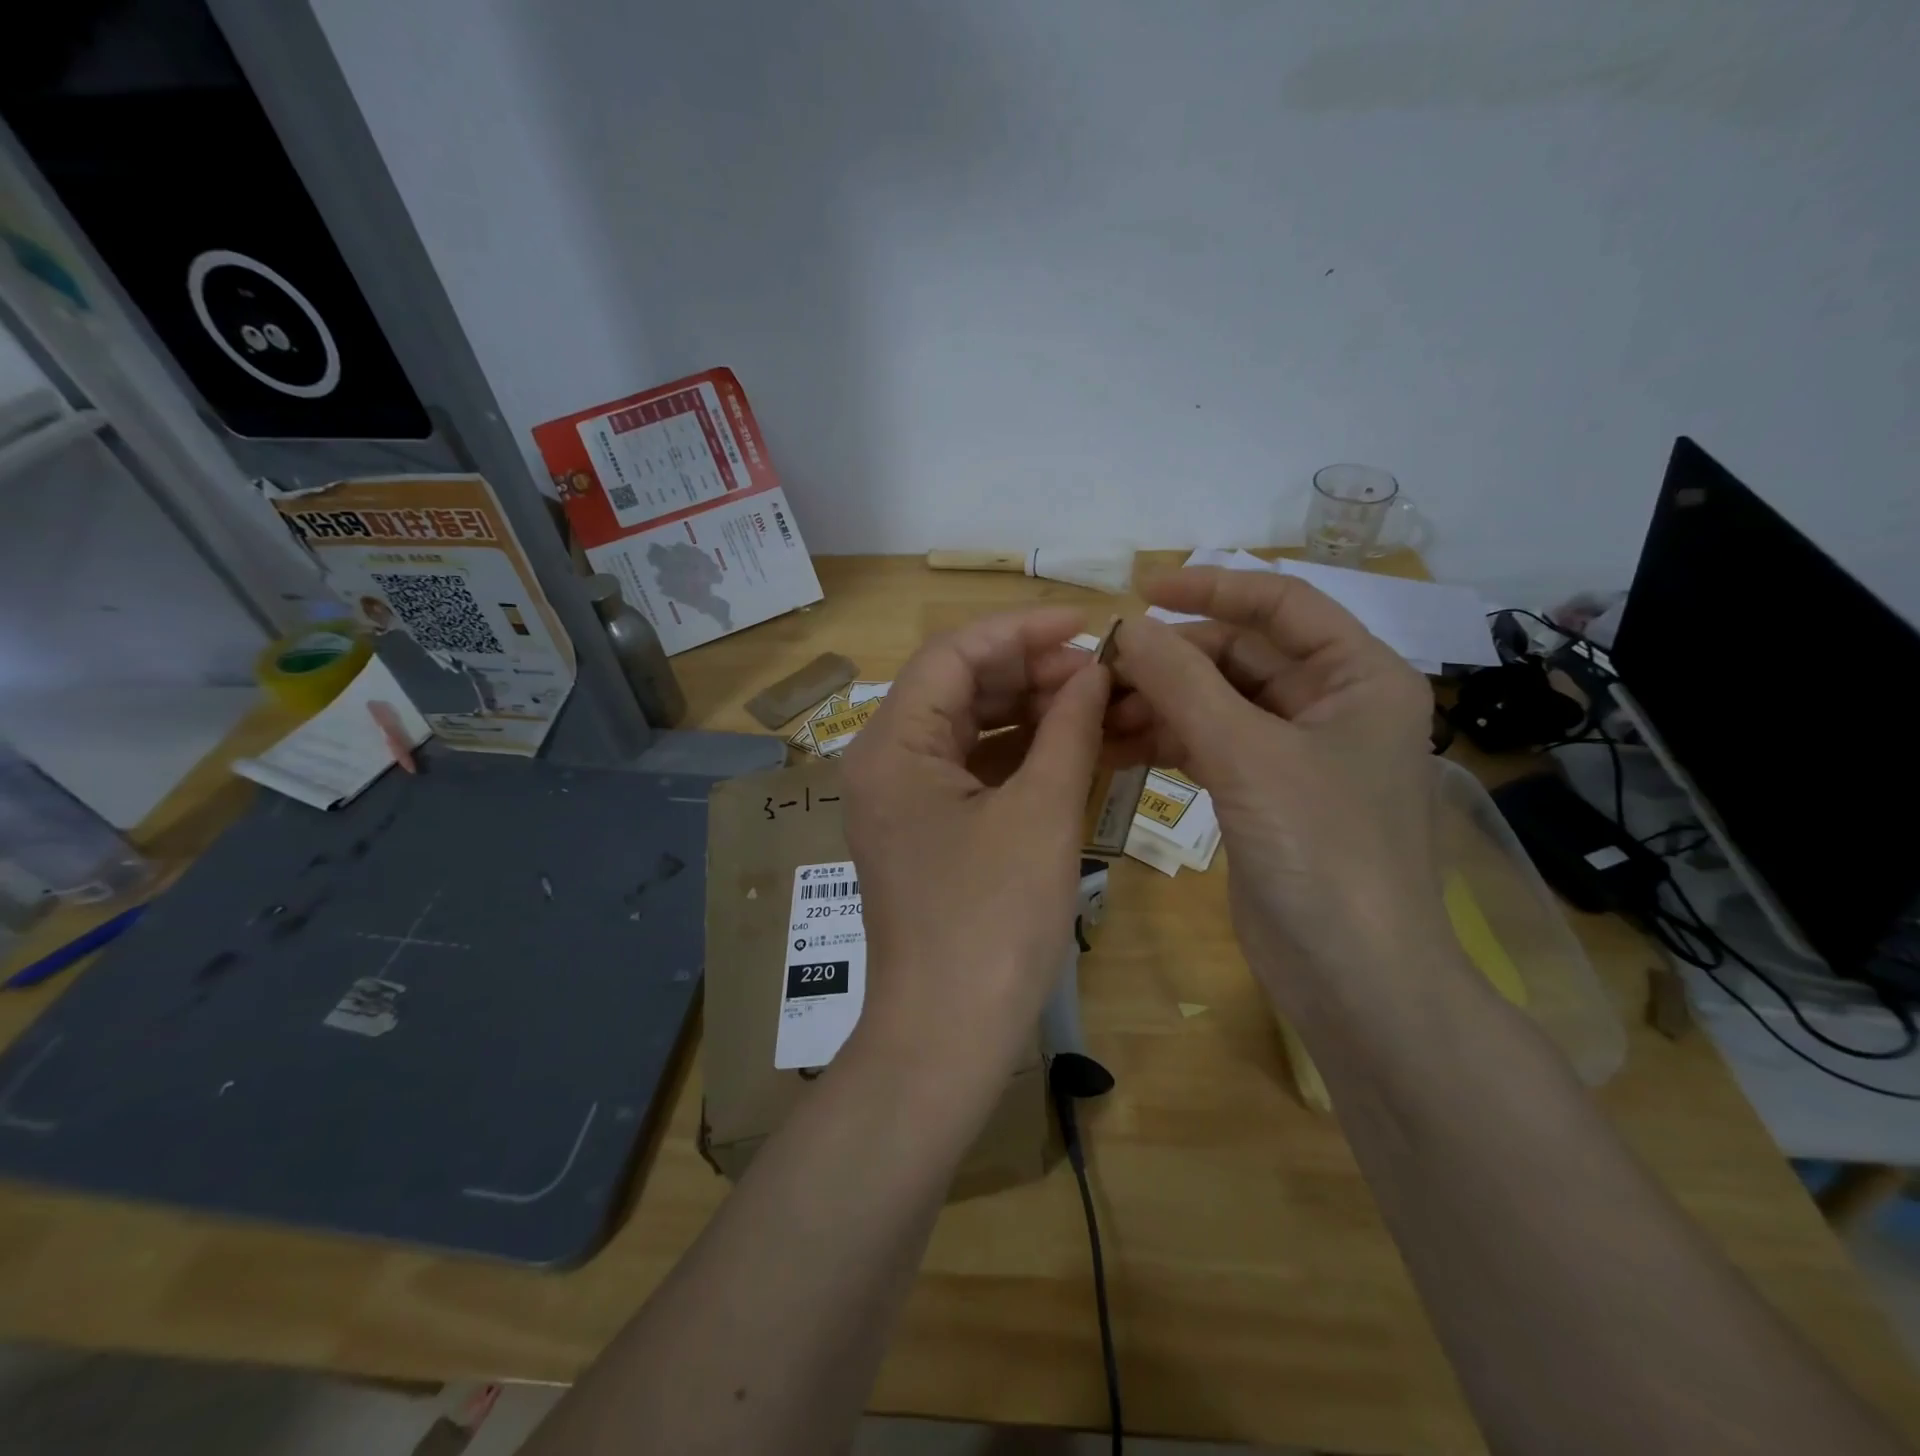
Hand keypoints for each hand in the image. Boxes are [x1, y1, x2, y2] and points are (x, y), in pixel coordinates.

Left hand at [841, 608, 1109, 1088]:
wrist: (947, 1037)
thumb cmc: (992, 922)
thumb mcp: (1041, 814)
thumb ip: (1068, 729)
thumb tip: (1094, 671)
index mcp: (893, 745)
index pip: (953, 654)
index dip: (1020, 630)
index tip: (1085, 624)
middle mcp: (886, 762)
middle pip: (959, 688)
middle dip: (1030, 672)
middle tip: (1100, 674)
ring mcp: (904, 799)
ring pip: (970, 729)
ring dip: (1030, 712)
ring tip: (1096, 704)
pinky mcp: (927, 831)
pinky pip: (974, 771)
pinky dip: (1020, 755)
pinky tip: (1070, 747)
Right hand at [1047, 568, 1441, 1013]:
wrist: (1353, 978)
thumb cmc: (1322, 852)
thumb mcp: (1247, 754)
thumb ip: (1182, 683)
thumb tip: (1124, 627)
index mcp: (1358, 675)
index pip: (1281, 604)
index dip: (1211, 589)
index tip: (1142, 591)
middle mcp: (1332, 703)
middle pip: (1239, 655)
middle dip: (1170, 661)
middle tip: (1099, 670)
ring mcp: (1295, 751)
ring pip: (1216, 702)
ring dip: (1158, 703)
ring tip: (1096, 714)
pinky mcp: (1263, 792)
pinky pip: (1207, 745)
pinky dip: (1164, 741)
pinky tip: (1115, 745)